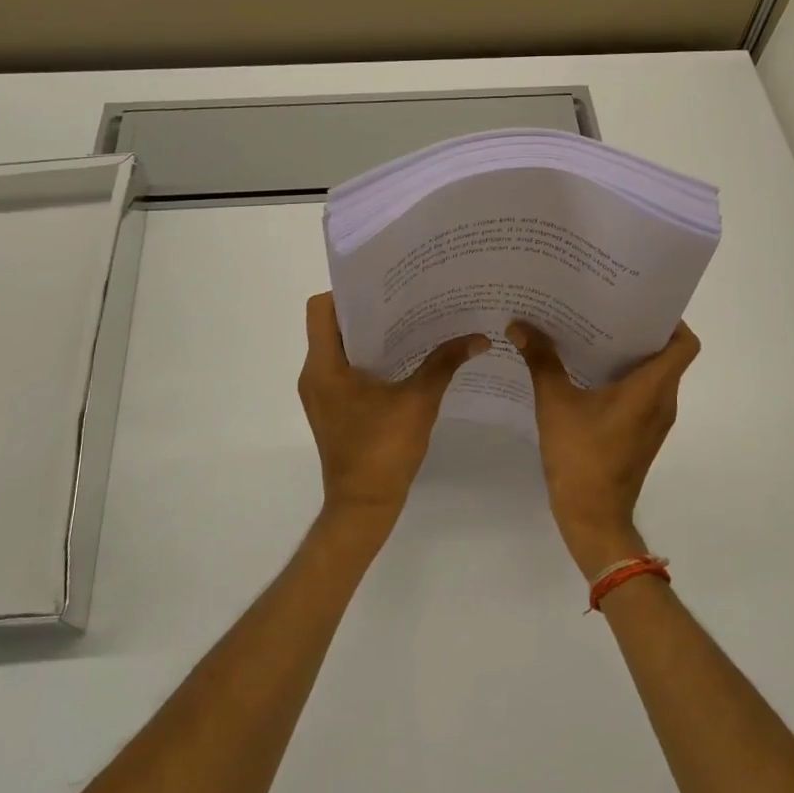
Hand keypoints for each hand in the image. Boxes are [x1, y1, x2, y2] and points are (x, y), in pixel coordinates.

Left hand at [298, 293, 488, 526]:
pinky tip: (404, 356)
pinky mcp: (332, 407)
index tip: (383, 285)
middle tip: (406, 296)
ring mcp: (321, 392)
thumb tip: (478, 337)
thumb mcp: (419, 402)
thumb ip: (444, 364)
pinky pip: (345, 368)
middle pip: (331, 324)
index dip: (348, 292)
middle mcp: (315, 373)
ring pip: (339, 346)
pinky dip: (368, 357)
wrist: (364, 507)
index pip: (321, 308)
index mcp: (324, 366)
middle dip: (367, 309)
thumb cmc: (383, 451)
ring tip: (409, 320)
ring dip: (369, 334)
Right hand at [509, 320, 700, 577]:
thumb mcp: (555, 404)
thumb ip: (541, 361)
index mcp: (652, 388)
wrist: (592, 518)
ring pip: (653, 374)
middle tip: (605, 306)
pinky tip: (587, 369)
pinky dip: (623, 376)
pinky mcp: (641, 433)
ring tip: (592, 331)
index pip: (684, 344)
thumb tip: (519, 325)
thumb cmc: (580, 457)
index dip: (671, 319)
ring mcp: (654, 420)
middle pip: (667, 354)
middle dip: (640, 329)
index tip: (639, 302)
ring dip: (629, 353)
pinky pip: (641, 393)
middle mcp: (662, 400)